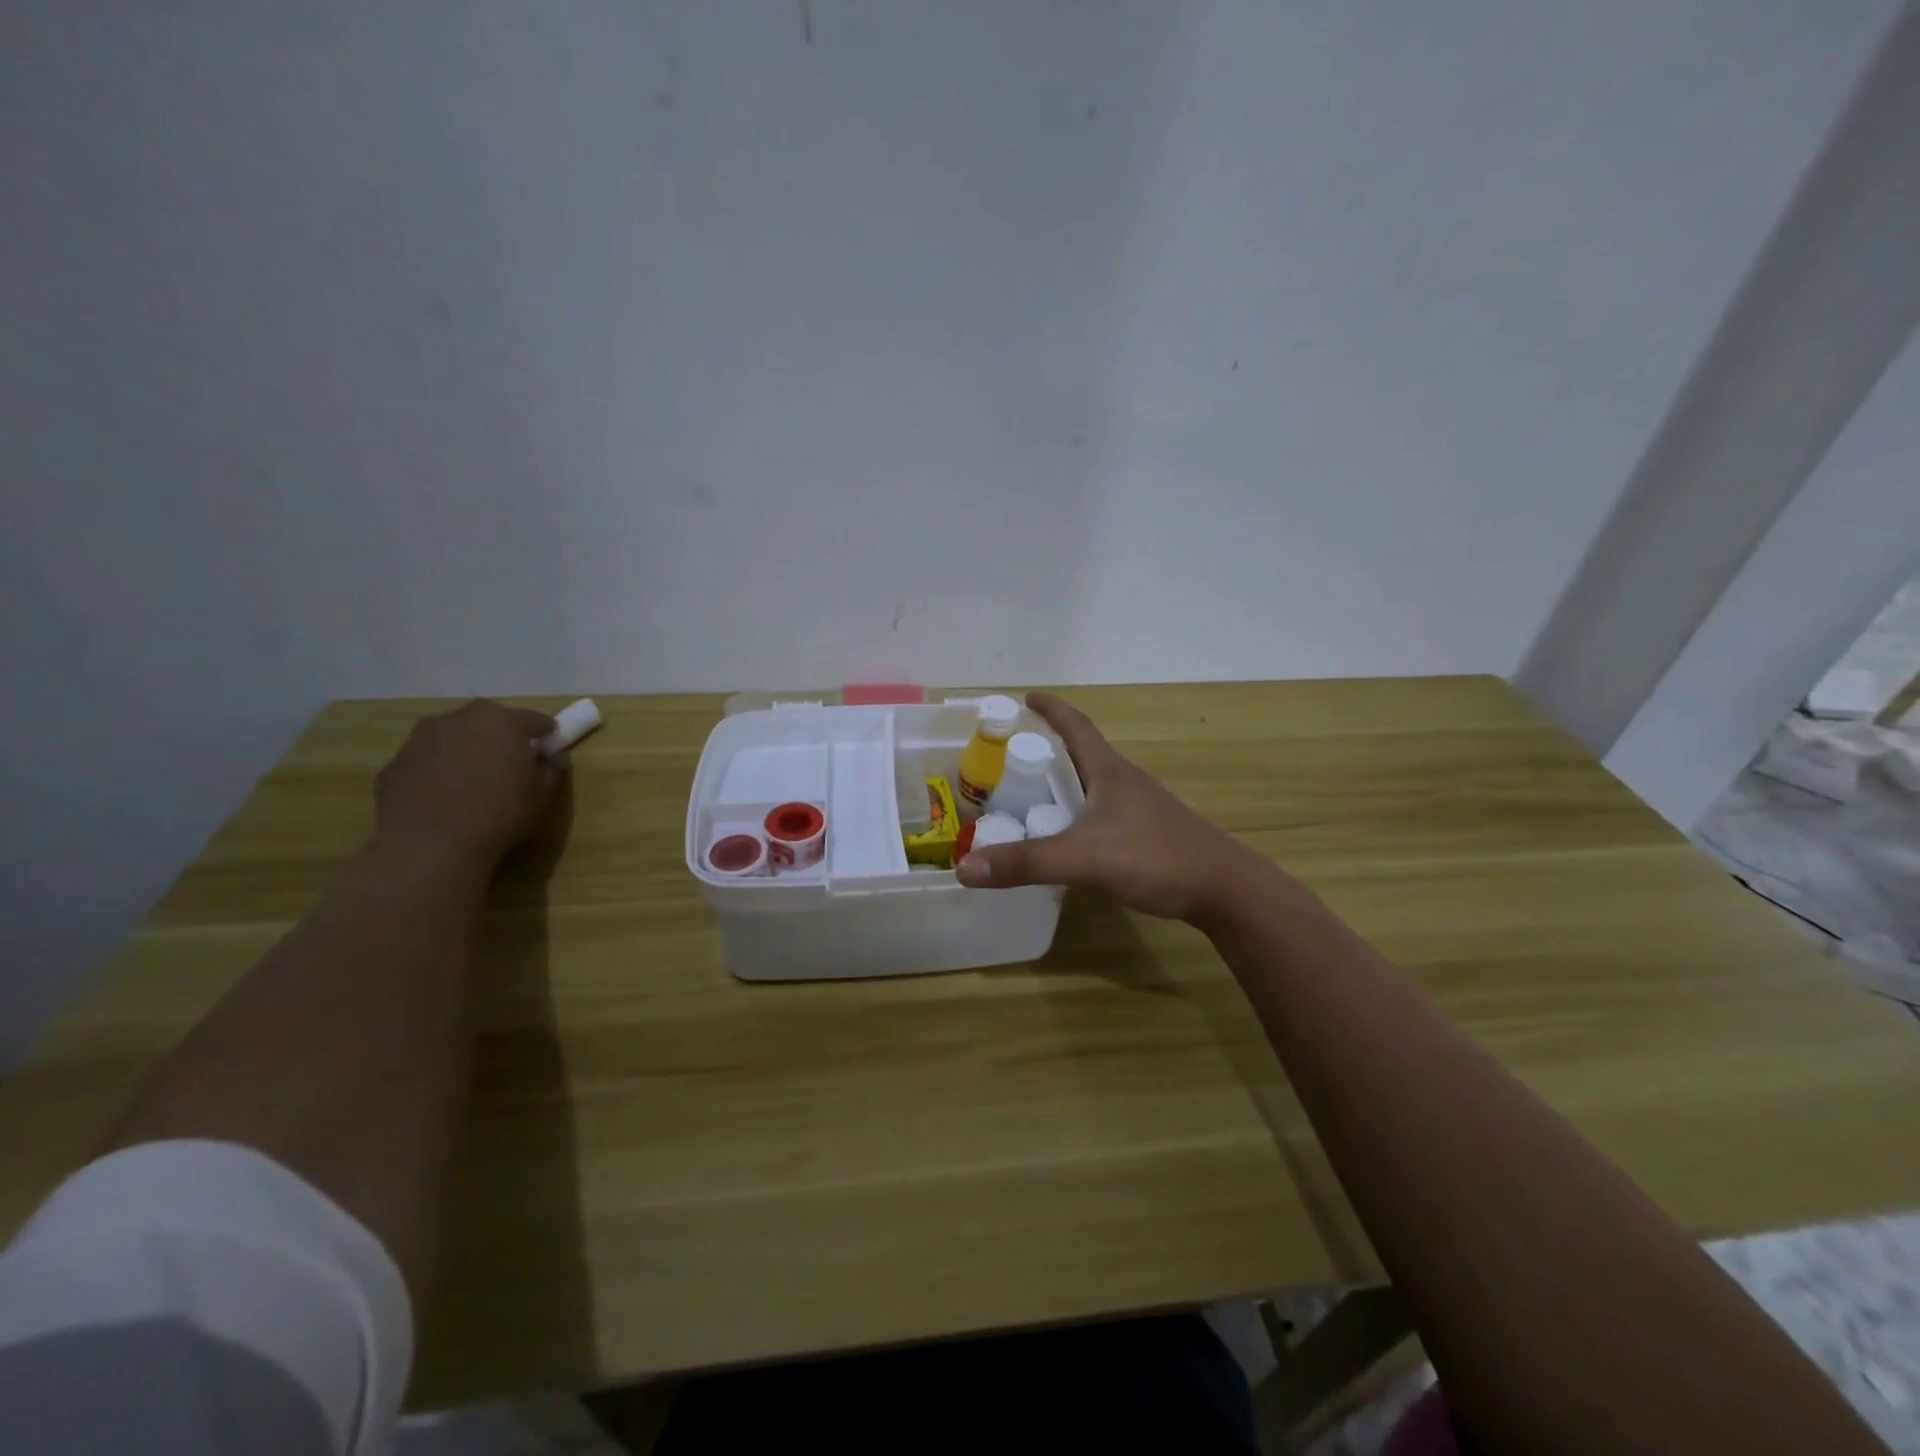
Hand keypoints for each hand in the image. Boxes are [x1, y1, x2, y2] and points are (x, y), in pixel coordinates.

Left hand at [374, 700, 565, 868]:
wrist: (430, 846)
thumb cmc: (500, 814)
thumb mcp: (544, 794)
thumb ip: (553, 768)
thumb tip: (552, 755)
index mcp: (500, 722)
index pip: (531, 719)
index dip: (545, 731)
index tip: (550, 744)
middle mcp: (457, 720)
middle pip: (486, 719)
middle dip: (499, 733)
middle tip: (509, 758)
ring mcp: (420, 740)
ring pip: (451, 736)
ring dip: (465, 748)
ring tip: (473, 777)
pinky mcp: (394, 764)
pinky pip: (425, 760)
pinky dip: (437, 769)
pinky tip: (443, 796)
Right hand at [955, 693, 1272, 922]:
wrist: (1224, 889)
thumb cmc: (1154, 857)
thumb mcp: (1083, 858)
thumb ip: (1025, 863)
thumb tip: (964, 868)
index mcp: (1109, 772)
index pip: (1076, 726)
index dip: (1052, 709)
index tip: (1026, 696)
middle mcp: (1125, 782)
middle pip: (1084, 753)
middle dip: (1050, 748)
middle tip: (1015, 756)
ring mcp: (1140, 808)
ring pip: (1094, 785)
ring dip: (1066, 782)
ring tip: (1034, 795)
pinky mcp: (1148, 834)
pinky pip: (1104, 812)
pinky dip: (1079, 813)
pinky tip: (1070, 836)